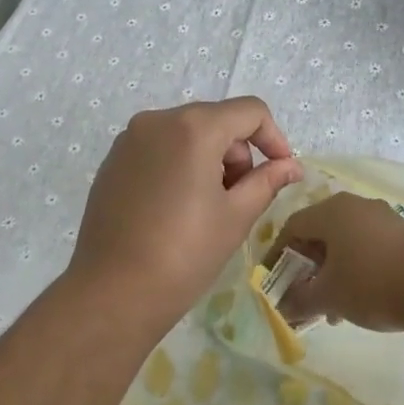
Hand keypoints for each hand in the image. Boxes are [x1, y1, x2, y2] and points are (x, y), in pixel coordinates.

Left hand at [70, 97, 302, 331]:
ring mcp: (130, 139)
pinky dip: (179, 165)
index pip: (250, 111)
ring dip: (209, 159)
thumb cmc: (184, 253)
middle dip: (239, 153)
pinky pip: (159, 148)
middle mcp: (158, 120)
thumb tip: (291, 166)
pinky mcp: (113, 161)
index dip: (274, 138)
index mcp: (194, 127)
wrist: (112, 293)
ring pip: (187, 133)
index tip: (281, 172)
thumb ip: (267, 181)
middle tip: (241, 199)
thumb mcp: (236, 216)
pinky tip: (176, 209)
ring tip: (208, 207)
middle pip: (217, 120)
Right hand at [274, 193, 403, 332]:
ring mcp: (381, 216)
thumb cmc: (371, 283)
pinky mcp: (403, 232)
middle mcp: (354, 205)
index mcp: (330, 211)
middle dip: (307, 268)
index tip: (273, 281)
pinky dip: (355, 268)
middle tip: (304, 297)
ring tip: (333, 310)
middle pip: (319, 233)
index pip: (292, 227)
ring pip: (344, 241)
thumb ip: (299, 300)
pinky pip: (367, 245)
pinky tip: (361, 299)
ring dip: (332, 272)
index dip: (278, 255)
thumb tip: (282, 307)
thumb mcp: (328, 296)